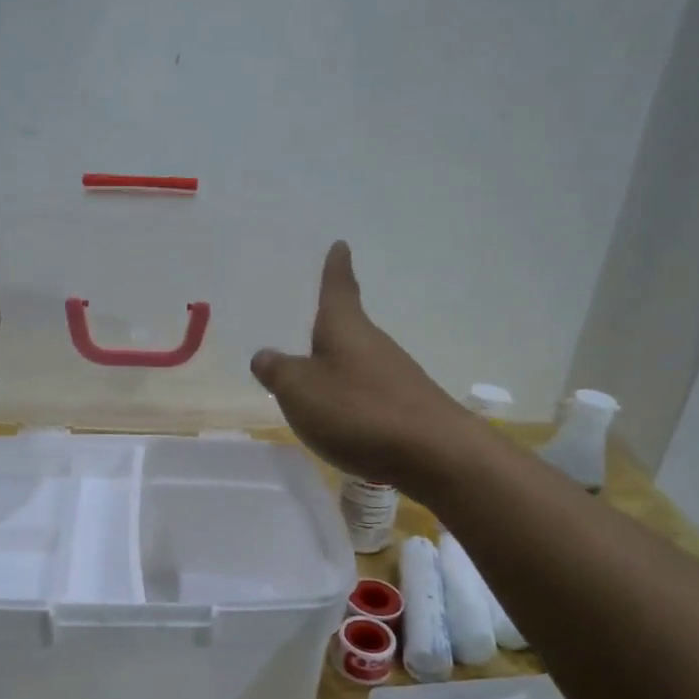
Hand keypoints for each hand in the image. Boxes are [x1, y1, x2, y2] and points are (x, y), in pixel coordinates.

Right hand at [251, 241, 468, 489]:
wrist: (434, 453)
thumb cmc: (357, 410)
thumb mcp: (300, 390)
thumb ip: (278, 371)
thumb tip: (264, 356)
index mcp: (345, 328)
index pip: (339, 288)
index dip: (335, 268)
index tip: (340, 245)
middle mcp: (374, 345)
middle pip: (350, 329)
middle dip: (330, 329)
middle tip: (311, 327)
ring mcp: (396, 376)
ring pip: (360, 364)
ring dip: (340, 370)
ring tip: (317, 386)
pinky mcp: (408, 408)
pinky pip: (371, 396)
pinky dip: (354, 402)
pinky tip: (345, 424)